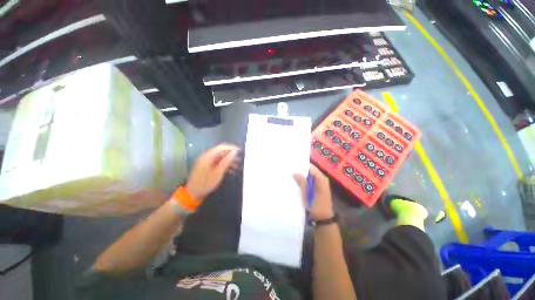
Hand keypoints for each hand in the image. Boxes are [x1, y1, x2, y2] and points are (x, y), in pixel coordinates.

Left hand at [186, 144, 240, 198]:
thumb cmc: (206, 183)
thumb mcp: (218, 172)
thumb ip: (227, 161)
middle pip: (221, 152)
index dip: (232, 148)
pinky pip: (218, 162)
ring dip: (229, 161)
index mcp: (208, 156)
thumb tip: (235, 152)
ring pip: (220, 158)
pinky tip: (231, 170)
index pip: (222, 147)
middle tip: (240, 160)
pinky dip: (224, 165)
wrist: (193, 193)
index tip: (240, 151)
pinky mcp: (207, 166)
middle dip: (231, 155)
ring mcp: (206, 161)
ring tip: (237, 166)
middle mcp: (207, 156)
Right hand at [293, 164, 333, 220]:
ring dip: (301, 175)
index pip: (311, 167)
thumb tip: (294, 172)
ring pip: (309, 176)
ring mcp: (319, 184)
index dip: (302, 165)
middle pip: (310, 171)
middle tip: (290, 168)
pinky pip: (309, 181)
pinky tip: (296, 181)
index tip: (292, 163)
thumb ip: (302, 182)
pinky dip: (303, 181)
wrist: (322, 219)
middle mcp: (321, 179)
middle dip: (301, 170)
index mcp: (321, 179)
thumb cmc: (316, 206)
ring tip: (291, 173)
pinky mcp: (317, 189)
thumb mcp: (307, 194)